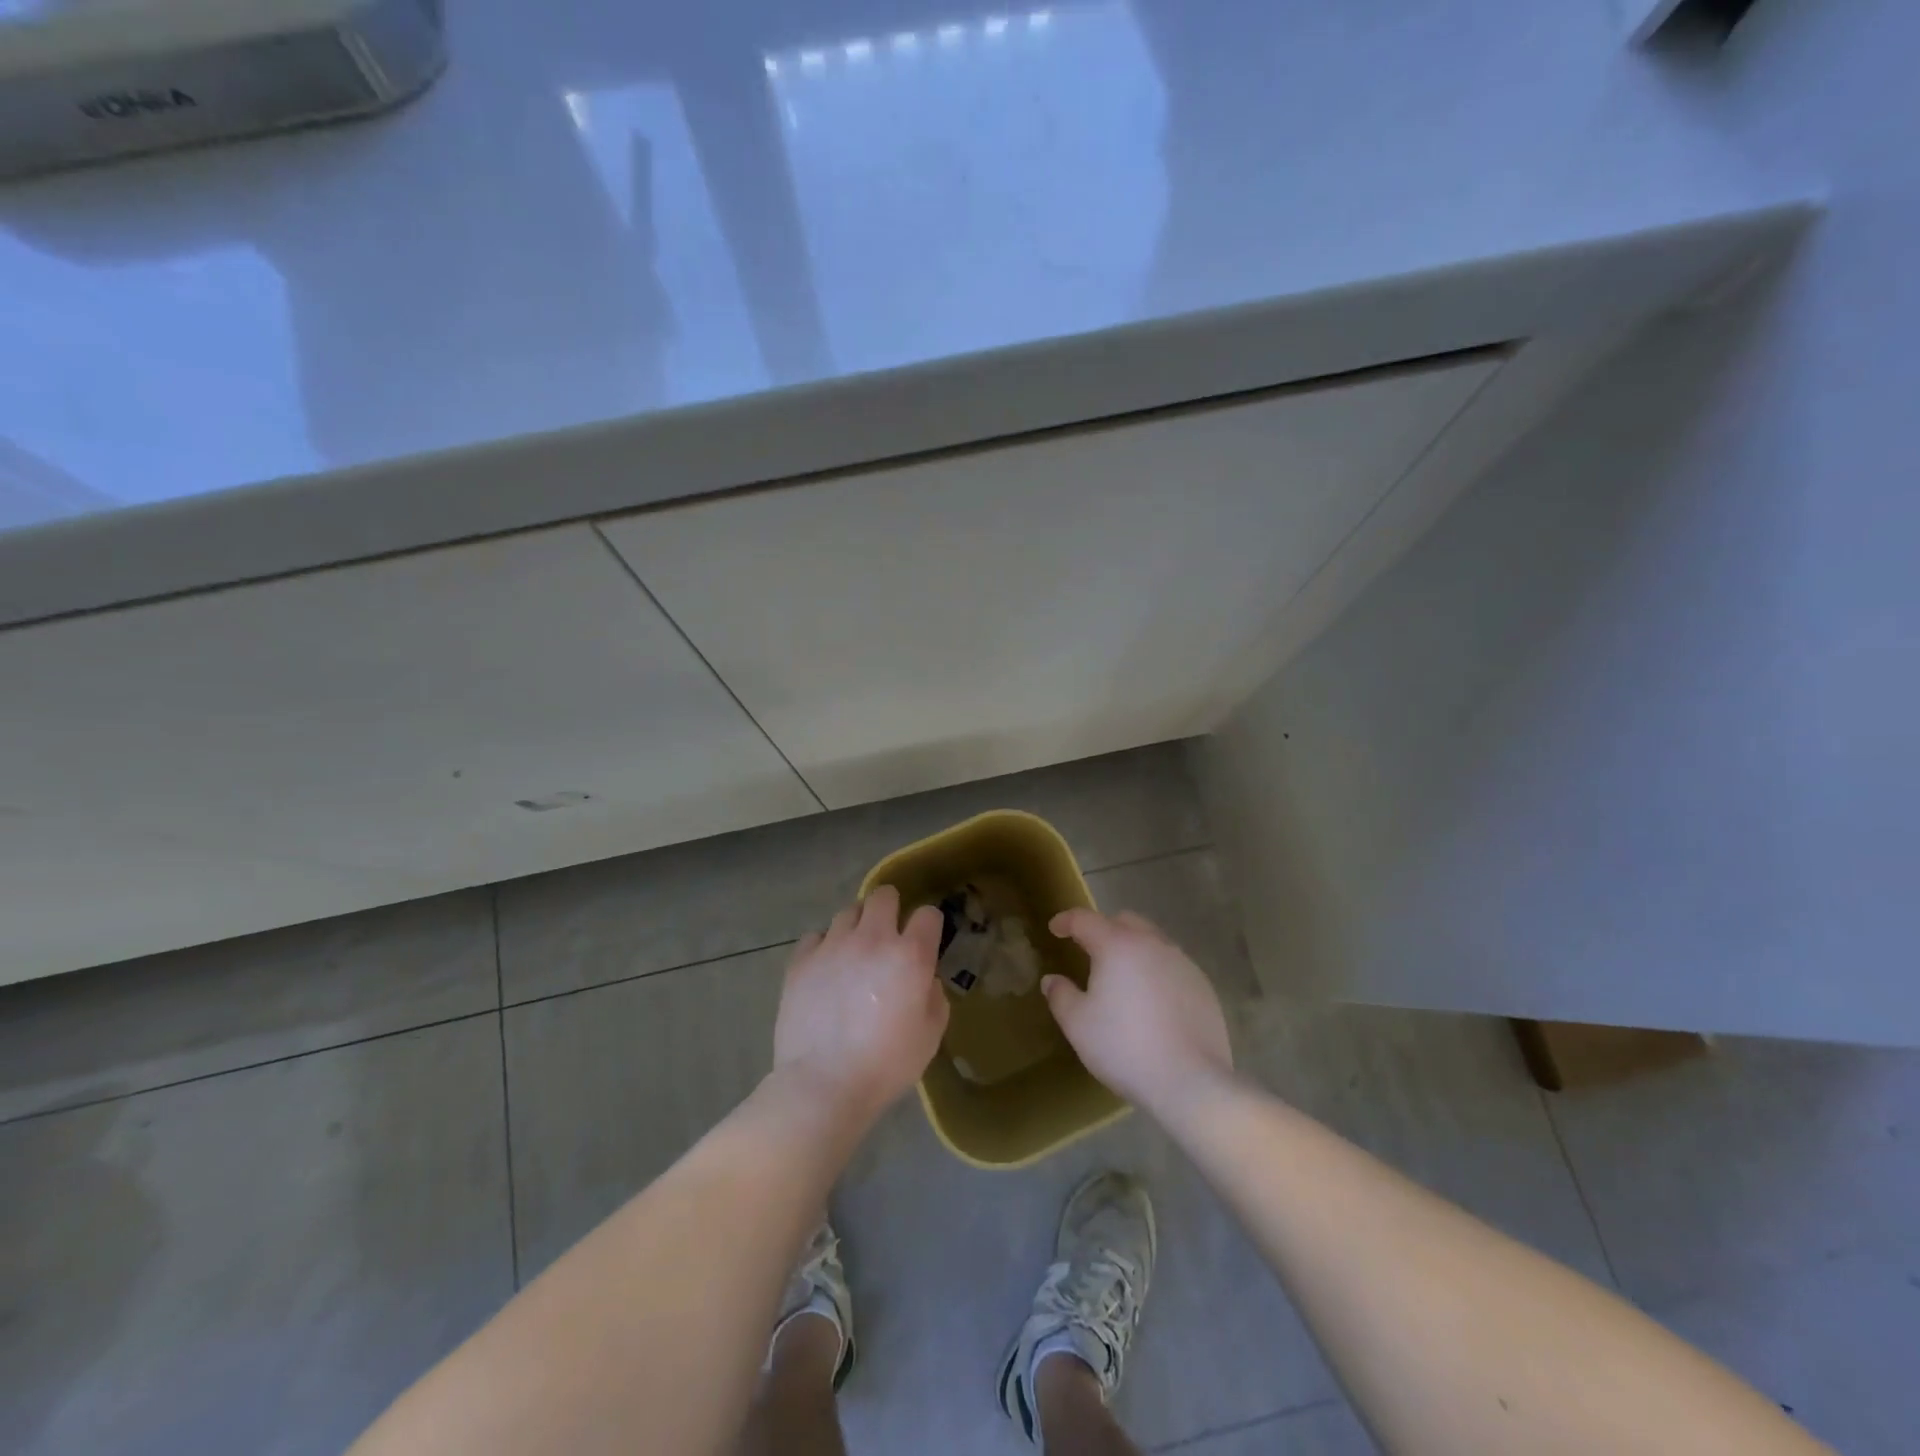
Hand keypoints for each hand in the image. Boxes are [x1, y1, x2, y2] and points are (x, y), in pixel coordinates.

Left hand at [771, 885, 949, 1124]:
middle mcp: (872, 938)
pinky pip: (816, 937)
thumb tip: (923, 979)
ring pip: (848, 912)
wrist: (823, 1084)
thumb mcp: (930, 1035)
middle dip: (890, 909)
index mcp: (910, 955)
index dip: (928, 925)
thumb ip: (933, 996)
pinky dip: (824, 947)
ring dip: (857, 927)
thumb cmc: (886, 1064)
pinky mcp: (801, 960)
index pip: (928, 914)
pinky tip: (825, 970)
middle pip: (883, 895)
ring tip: (853, 954)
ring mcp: (833, 945)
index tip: (924, 942)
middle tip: (887, 937)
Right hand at [1044, 909, 1233, 1117]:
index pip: (1085, 920)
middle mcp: (1152, 944)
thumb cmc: (1124, 1047)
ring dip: (1133, 949)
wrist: (1189, 1082)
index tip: (1055, 929)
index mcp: (1118, 945)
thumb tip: (1052, 980)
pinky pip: (1173, 966)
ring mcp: (1183, 963)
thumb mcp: (1078, 1025)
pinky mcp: (1203, 985)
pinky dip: (1156, 971)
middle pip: (1124, 921)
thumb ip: (1061, 995)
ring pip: (1153, 941)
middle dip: (1104, 929)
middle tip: (1090, 952)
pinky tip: (1152, 1002)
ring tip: (1123, 978)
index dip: (1066, 921)